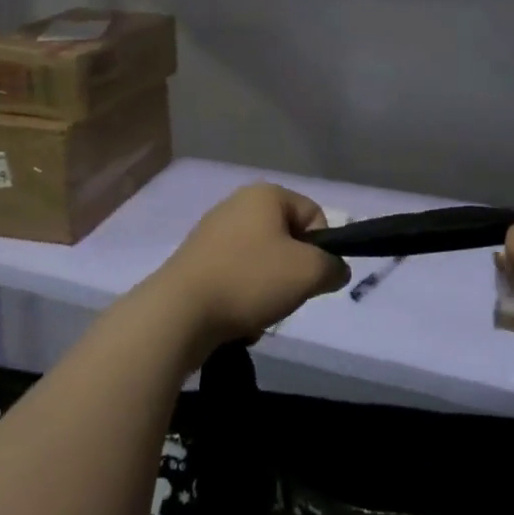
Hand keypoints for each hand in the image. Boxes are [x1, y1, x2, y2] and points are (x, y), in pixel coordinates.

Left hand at [149, 183, 349, 354]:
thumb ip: (333, 267)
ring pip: (261, 263)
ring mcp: (212, 232)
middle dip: (292, 272)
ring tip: (258, 313)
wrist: (177, 314)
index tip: (310, 277)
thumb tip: (336, 271)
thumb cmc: (249, 280)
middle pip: (287, 239)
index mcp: (265, 194)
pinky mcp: (195, 261)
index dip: (321, 248)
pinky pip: (234, 278)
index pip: (314, 214)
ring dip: (268, 290)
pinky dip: (241, 298)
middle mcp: (237, 204)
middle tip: (286, 297)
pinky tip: (235, 320)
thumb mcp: (308, 273)